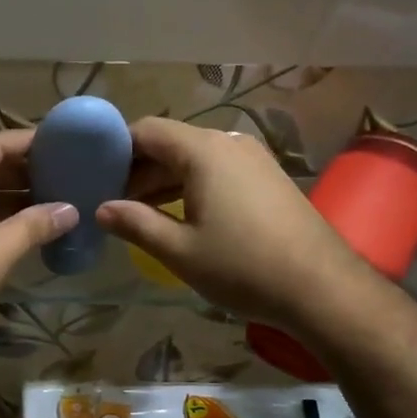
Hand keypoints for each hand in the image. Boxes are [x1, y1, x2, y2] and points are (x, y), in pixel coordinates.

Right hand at [97, 117, 359, 330]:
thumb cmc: (243, 267)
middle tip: (112, 202)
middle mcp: (228, 142)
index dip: (116, 149)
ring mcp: (253, 158)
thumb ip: (135, 224)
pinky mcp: (268, 177)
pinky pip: (218, 170)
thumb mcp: (179, 250)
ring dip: (164, 180)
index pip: (146, 130)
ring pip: (194, 157)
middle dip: (138, 169)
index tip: (94, 176)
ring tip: (139, 213)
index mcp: (203, 151)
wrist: (322, 287)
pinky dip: (191, 185)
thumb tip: (102, 209)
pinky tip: (180, 215)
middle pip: (170, 142)